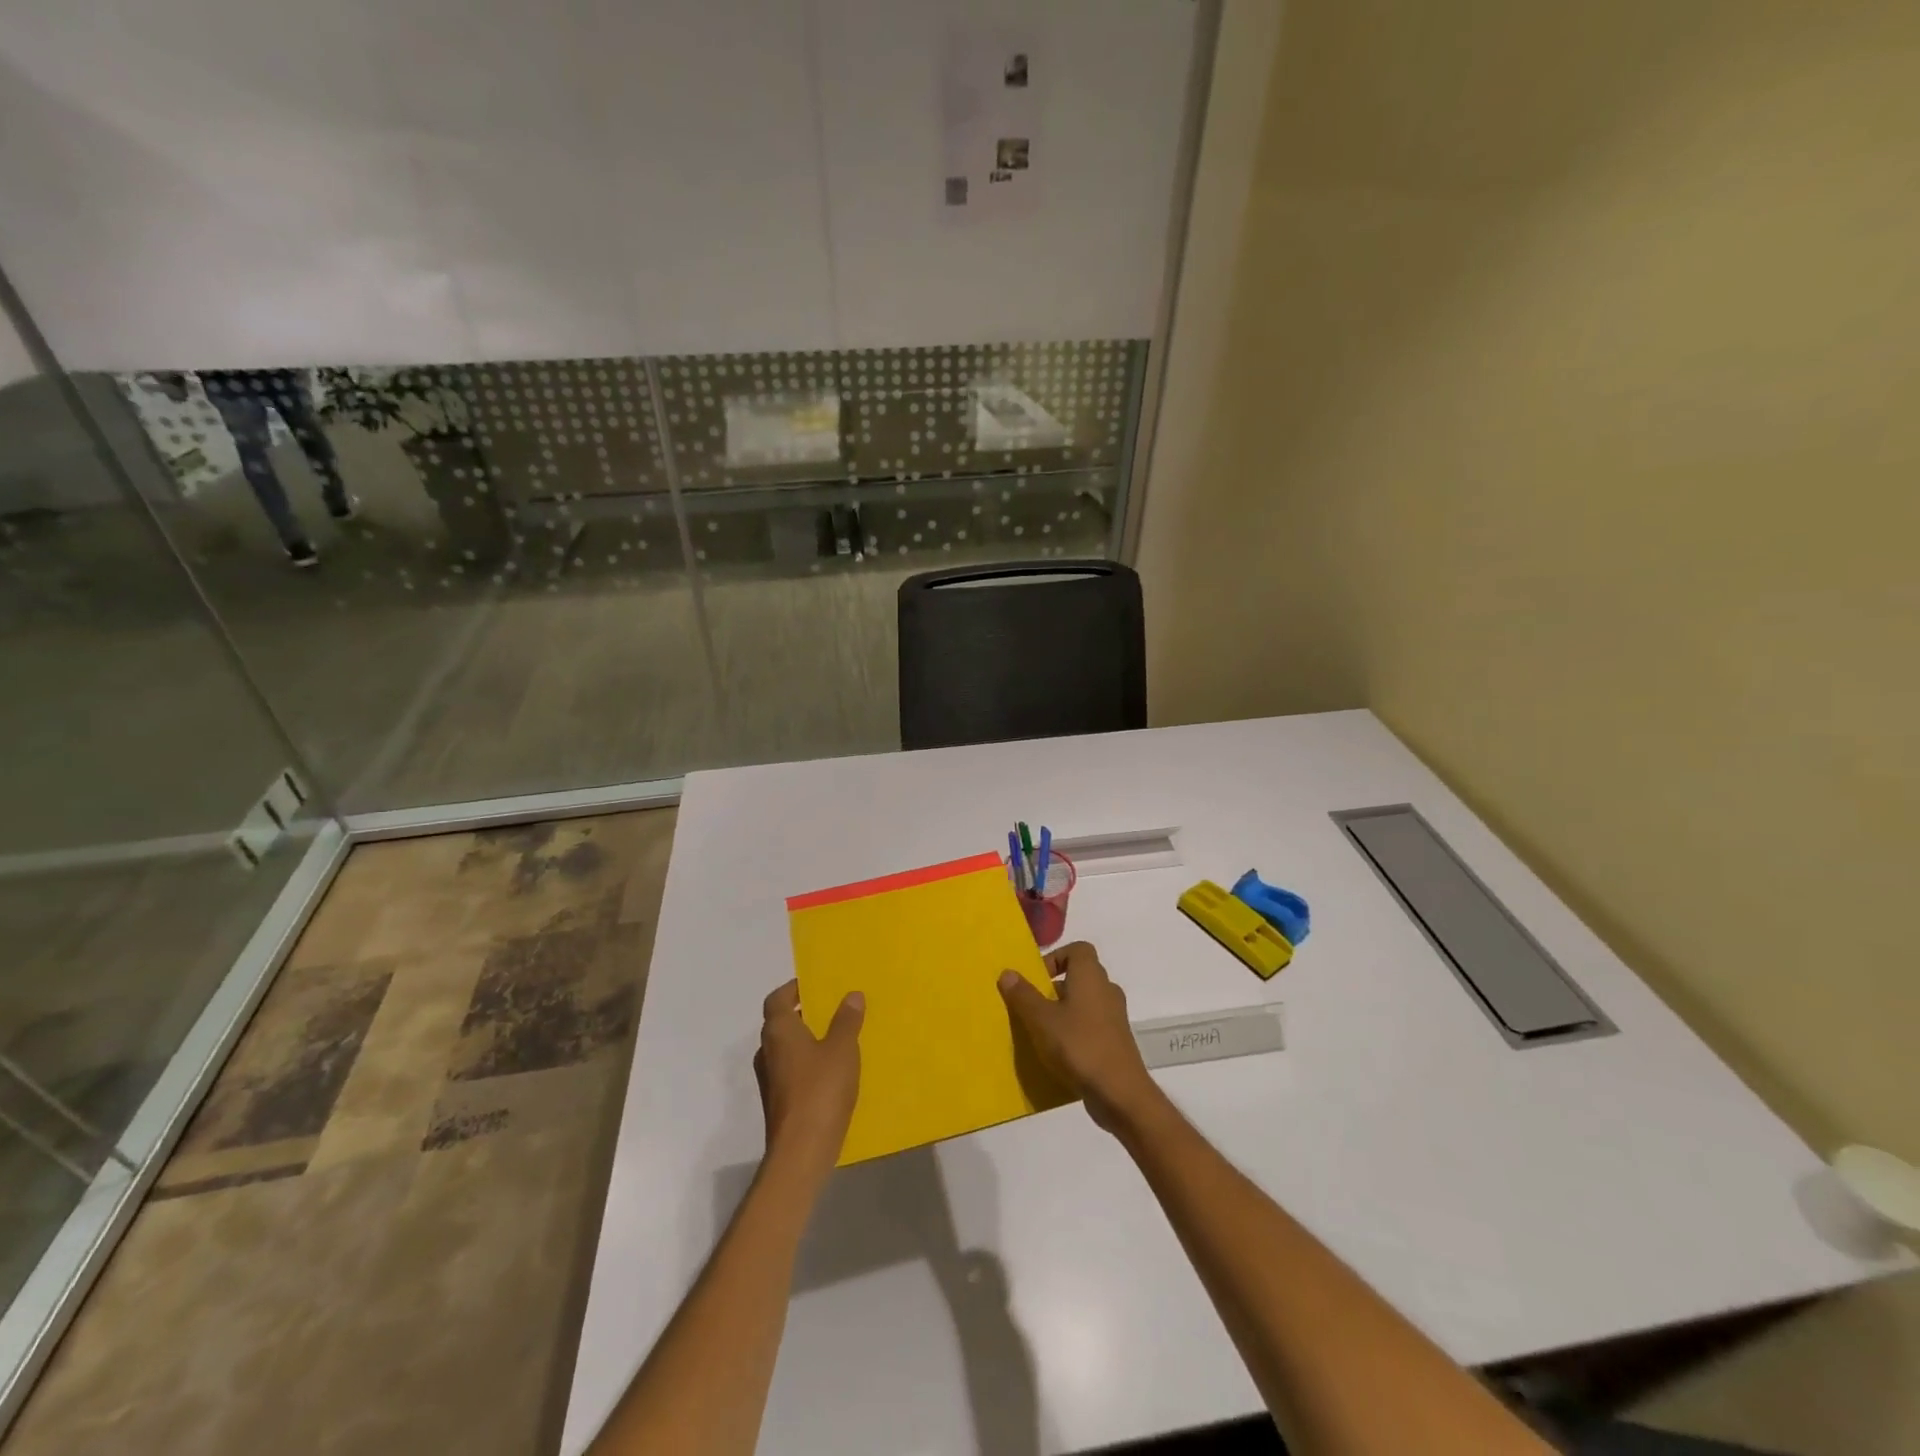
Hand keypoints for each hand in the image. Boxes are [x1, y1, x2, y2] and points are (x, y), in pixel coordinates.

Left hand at [755, 981, 862, 1181]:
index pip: (777, 999)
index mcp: (779, 1031)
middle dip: (803, 1014)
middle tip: (832, 1008)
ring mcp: (770, 1079)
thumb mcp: (842, 1049)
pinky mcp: (778, 1102)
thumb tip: (851, 995)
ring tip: (837, 1037)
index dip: (793, 989)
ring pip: (786, 1048)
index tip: (815, 985)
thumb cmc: (820, 1089)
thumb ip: (846, 1020)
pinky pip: (792, 1070)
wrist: (801, 1151)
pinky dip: (808, 1063)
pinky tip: (833, 1071)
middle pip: (780, 1023)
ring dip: (806, 1040)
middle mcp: (768, 1051)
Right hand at [999, 942, 1160, 1134]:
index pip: (1078, 949)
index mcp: (1091, 976)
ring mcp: (1114, 1018)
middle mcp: (1106, 990)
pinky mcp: (1116, 1042)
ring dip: (1062, 1012)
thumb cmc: (1078, 1046)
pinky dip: (1074, 1033)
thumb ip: (1023, 995)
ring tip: (1039, 1032)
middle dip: (1053, 988)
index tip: (1037, 978)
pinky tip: (1057, 1054)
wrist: (1119, 1093)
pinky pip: (1090, 1027)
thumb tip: (1008, 972)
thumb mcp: (1041, 1020)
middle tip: (1031, 1006)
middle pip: (1079, 976)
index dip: (1056, 957)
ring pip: (1084, 1004)